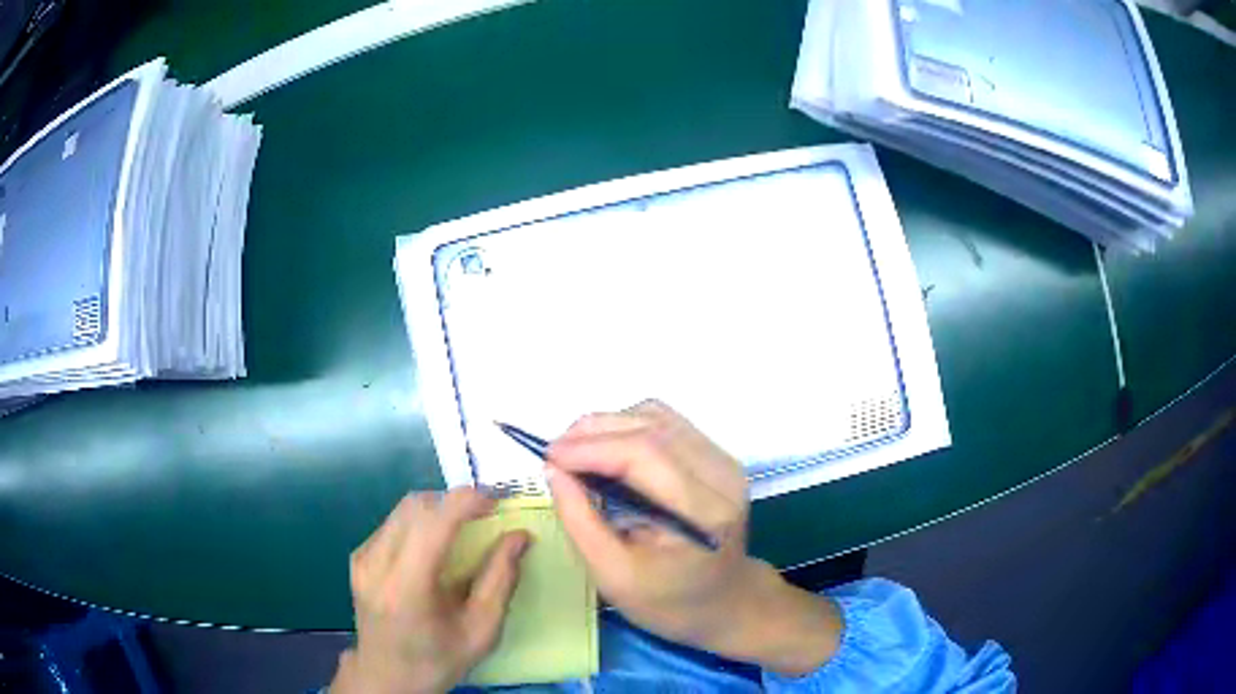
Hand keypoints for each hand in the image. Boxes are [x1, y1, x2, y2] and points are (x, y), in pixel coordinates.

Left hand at [330, 490, 530, 693]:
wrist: (387, 676)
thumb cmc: (438, 660)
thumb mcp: (481, 631)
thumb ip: (500, 580)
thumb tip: (519, 536)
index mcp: (406, 587)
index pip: (433, 523)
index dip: (467, 501)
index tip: (498, 498)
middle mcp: (376, 563)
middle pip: (416, 506)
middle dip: (454, 501)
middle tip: (486, 513)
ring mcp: (362, 557)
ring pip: (403, 509)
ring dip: (437, 510)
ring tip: (463, 528)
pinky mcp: (358, 557)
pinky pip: (393, 524)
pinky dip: (420, 524)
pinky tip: (434, 548)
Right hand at [547, 401, 842, 675]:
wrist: (724, 604)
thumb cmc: (668, 602)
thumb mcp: (612, 575)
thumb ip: (580, 520)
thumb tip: (553, 468)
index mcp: (703, 513)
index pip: (645, 454)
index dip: (591, 447)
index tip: (548, 458)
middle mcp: (722, 476)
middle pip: (651, 426)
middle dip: (593, 431)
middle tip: (555, 455)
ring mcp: (724, 461)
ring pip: (657, 416)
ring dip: (608, 426)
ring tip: (575, 453)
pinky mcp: (716, 457)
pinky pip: (666, 424)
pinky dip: (628, 428)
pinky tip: (606, 452)